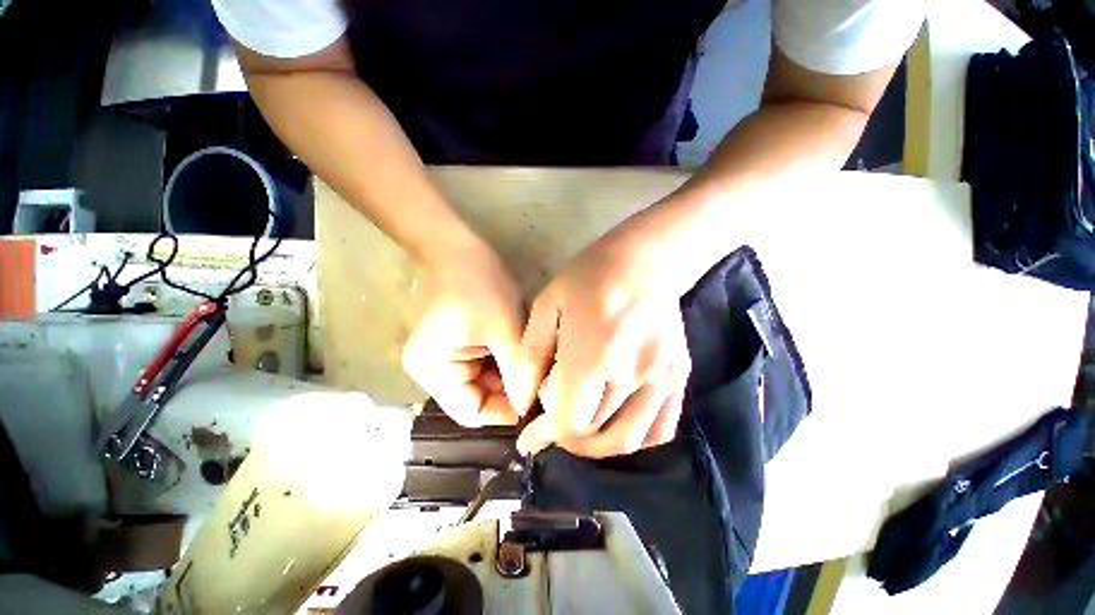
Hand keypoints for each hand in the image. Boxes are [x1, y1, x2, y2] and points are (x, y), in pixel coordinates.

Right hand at [403, 247, 525, 426]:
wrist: (462, 250)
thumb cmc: (481, 286)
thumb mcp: (503, 331)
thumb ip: (517, 372)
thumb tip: (531, 407)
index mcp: (432, 372)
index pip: (471, 412)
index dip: (504, 412)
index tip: (536, 403)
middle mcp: (433, 373)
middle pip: (478, 398)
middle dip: (511, 392)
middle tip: (542, 385)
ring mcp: (445, 360)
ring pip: (485, 383)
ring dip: (510, 377)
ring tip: (536, 369)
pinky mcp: (458, 348)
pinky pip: (485, 367)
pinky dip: (505, 364)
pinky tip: (523, 355)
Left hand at [513, 221, 691, 457]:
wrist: (646, 261)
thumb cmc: (590, 277)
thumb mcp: (548, 306)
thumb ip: (531, 357)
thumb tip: (523, 401)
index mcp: (593, 355)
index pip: (570, 421)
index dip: (545, 435)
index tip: (528, 437)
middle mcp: (631, 375)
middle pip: (595, 433)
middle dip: (565, 436)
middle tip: (550, 424)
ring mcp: (662, 380)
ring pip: (628, 440)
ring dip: (597, 446)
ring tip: (580, 432)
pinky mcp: (679, 377)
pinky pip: (661, 428)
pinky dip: (635, 439)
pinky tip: (617, 425)